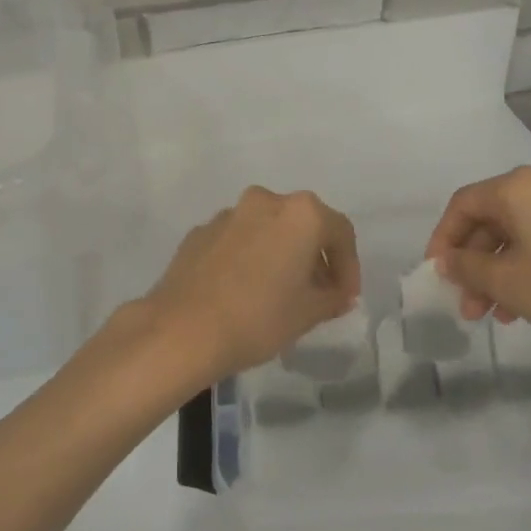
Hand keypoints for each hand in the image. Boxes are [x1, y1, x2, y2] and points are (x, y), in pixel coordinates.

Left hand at [136, 187, 360, 386]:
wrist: (182, 329)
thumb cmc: (258, 318)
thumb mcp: (308, 313)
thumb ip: (332, 297)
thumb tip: (338, 293)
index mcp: (300, 214)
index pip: (340, 232)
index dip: (349, 266)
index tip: (345, 297)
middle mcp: (265, 202)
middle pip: (303, 224)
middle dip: (314, 256)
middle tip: (317, 293)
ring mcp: (228, 214)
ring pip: (268, 228)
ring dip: (280, 253)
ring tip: (278, 292)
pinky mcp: (200, 231)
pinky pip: (238, 239)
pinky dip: (249, 256)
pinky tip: (243, 290)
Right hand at [426, 168, 530, 371]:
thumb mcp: (506, 282)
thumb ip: (466, 267)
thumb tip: (447, 261)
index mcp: (519, 187)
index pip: (463, 204)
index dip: (442, 239)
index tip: (436, 275)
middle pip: (491, 218)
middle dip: (472, 262)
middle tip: (465, 304)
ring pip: (518, 233)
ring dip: (497, 270)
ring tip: (491, 314)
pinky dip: (524, 267)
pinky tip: (521, 305)